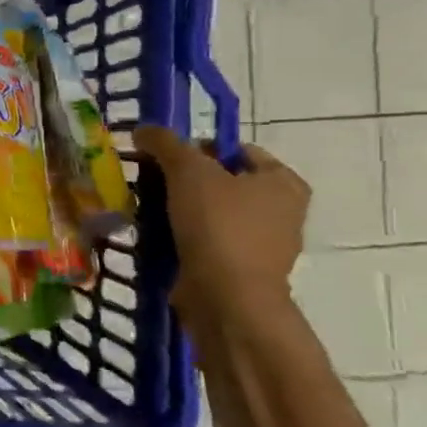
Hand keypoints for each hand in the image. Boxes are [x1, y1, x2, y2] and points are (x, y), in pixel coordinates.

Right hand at [134, 125, 309, 326]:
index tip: (164, 158)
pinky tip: (157, 236)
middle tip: (150, 182)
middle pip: (221, 181)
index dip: (197, 147)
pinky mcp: (239, 269)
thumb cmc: (218, 225)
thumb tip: (142, 129)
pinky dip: (182, 237)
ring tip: (147, 209)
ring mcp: (262, 243)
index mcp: (283, 182)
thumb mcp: (188, 171)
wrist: (226, 297)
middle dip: (184, 180)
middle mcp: (282, 211)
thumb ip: (165, 143)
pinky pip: (205, 241)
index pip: (236, 149)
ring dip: (179, 209)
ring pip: (210, 213)